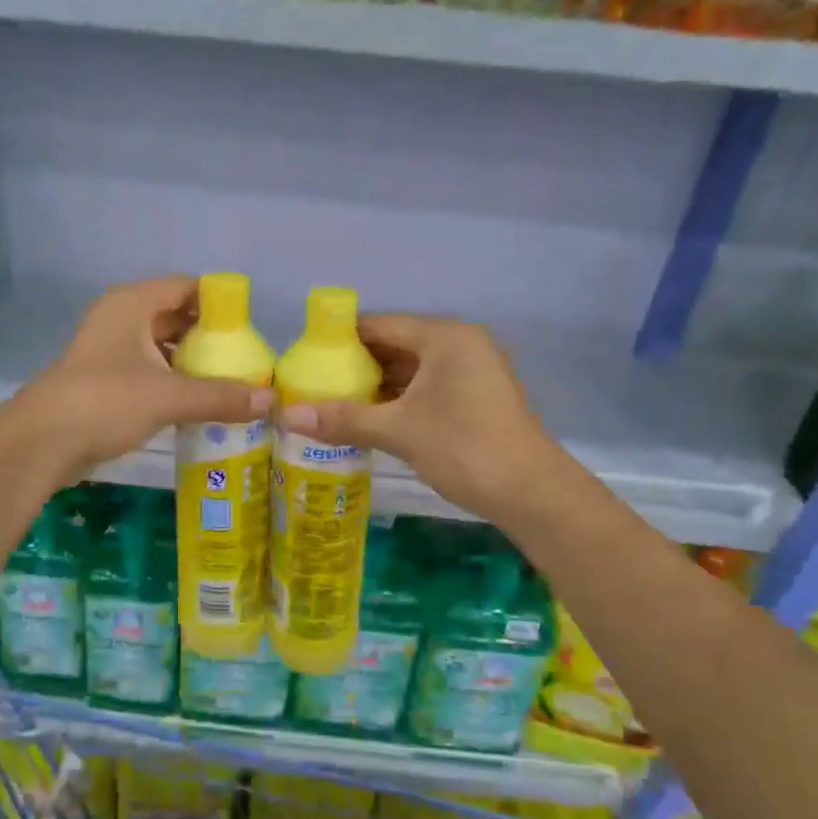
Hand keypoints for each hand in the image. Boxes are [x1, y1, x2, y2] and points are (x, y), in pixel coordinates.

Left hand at [15, 277, 272, 483]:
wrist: (41, 442)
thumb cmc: (105, 401)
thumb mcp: (168, 396)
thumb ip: (221, 396)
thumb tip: (273, 400)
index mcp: (132, 304)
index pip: (186, 287)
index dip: (219, 303)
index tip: (250, 327)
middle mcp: (121, 318)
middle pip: (176, 316)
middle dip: (210, 336)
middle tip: (246, 358)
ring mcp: (110, 349)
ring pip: (162, 346)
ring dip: (192, 362)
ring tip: (230, 381)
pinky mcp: (106, 380)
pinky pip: (150, 370)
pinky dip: (174, 381)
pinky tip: (199, 402)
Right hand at [279, 313, 559, 525]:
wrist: (530, 492)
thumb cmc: (463, 448)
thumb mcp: (398, 431)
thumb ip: (343, 419)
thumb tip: (287, 415)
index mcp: (444, 337)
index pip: (380, 325)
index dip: (340, 340)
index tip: (306, 359)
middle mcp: (461, 343)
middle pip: (396, 344)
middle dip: (357, 366)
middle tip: (315, 385)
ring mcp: (474, 369)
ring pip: (413, 368)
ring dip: (378, 385)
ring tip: (336, 403)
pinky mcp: (478, 395)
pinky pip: (429, 385)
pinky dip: (401, 398)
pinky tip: (373, 418)